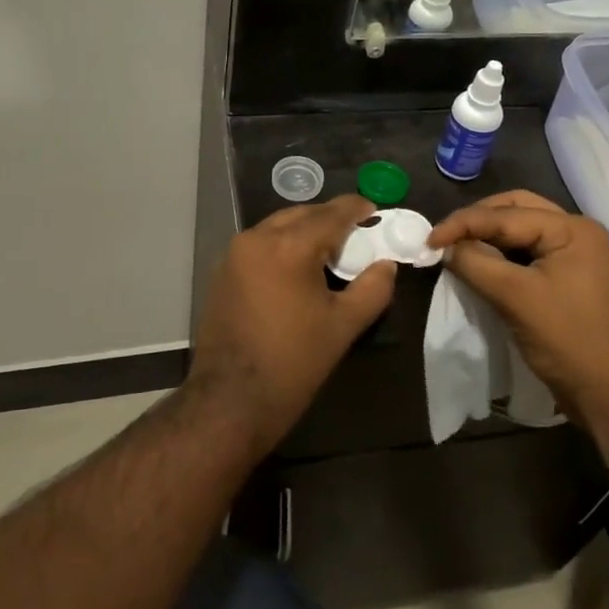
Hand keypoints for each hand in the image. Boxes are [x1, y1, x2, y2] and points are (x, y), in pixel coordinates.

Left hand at [187, 196, 396, 456]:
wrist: (231, 400)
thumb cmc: (293, 362)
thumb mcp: (343, 326)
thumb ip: (372, 289)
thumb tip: (386, 265)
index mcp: (289, 246)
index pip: (331, 214)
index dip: (356, 209)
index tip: (374, 210)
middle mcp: (257, 238)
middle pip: (302, 214)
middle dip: (330, 218)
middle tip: (356, 234)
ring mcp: (234, 254)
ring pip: (278, 226)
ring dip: (305, 230)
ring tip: (328, 251)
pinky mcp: (222, 271)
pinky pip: (260, 244)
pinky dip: (282, 245)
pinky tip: (297, 268)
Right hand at [426, 191, 608, 427]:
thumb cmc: (569, 340)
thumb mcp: (515, 298)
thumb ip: (476, 263)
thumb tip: (445, 247)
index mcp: (572, 229)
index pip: (506, 214)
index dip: (463, 224)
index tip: (428, 240)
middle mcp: (577, 233)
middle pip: (516, 210)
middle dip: (478, 220)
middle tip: (445, 237)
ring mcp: (577, 255)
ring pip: (522, 231)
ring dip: (489, 236)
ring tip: (457, 248)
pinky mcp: (570, 278)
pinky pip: (529, 253)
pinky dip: (502, 254)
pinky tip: (481, 264)